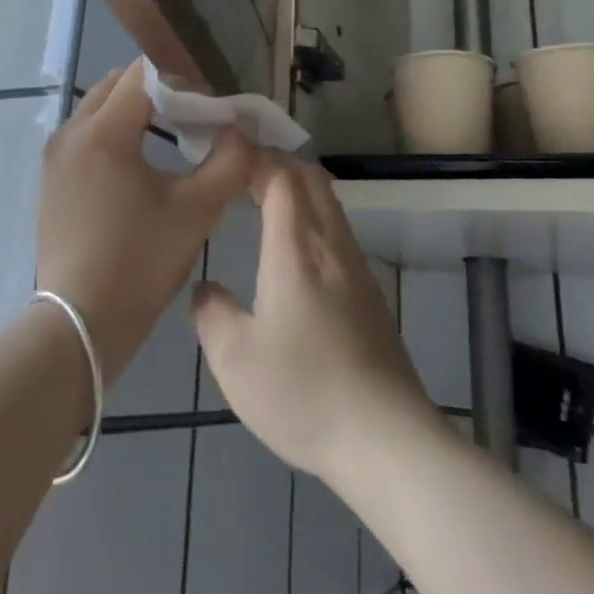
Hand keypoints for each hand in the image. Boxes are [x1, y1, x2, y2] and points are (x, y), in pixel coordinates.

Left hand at [38, 63, 251, 385]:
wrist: (81, 321)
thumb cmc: (141, 261)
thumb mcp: (197, 210)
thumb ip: (229, 161)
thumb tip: (240, 132)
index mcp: (103, 132)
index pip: (145, 75)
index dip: (184, 81)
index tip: (212, 106)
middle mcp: (71, 132)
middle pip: (119, 85)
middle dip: (160, 91)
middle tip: (196, 118)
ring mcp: (56, 155)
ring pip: (101, 109)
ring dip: (137, 113)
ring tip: (174, 140)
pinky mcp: (52, 178)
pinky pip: (88, 136)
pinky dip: (116, 135)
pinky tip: (143, 167)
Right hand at [192, 153, 433, 482]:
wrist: (387, 440)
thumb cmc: (303, 393)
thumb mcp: (234, 360)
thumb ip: (211, 313)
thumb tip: (207, 289)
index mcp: (295, 250)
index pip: (281, 176)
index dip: (255, 155)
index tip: (226, 152)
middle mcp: (330, 247)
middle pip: (311, 178)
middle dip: (276, 161)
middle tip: (239, 168)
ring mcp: (357, 269)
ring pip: (329, 204)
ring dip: (296, 187)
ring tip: (259, 198)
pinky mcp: (371, 295)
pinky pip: (337, 231)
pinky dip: (311, 216)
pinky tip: (292, 249)